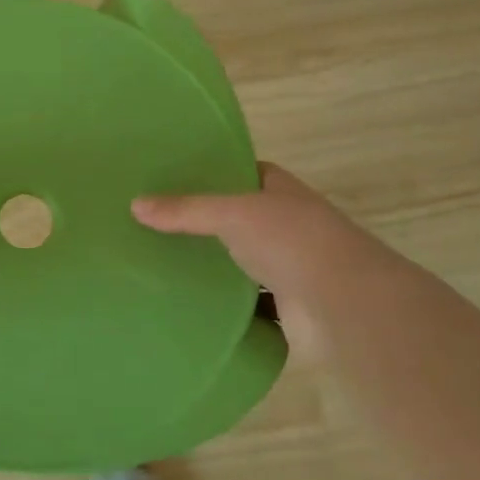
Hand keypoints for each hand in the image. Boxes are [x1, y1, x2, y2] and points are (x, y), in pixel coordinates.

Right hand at [132, 163, 392, 355]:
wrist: (344, 305)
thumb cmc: (293, 241)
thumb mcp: (232, 213)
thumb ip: (185, 210)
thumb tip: (135, 204)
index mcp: (281, 191)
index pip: (244, 173)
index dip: (214, 174)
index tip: (172, 179)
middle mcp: (287, 224)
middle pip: (239, 218)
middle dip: (205, 222)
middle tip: (155, 222)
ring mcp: (289, 266)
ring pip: (241, 261)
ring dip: (214, 264)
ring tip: (162, 261)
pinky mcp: (285, 305)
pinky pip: (245, 301)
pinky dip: (224, 303)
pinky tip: (189, 301)